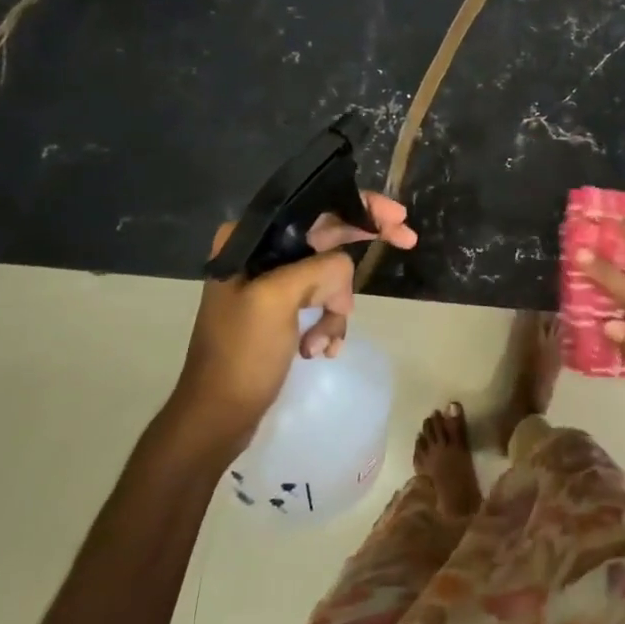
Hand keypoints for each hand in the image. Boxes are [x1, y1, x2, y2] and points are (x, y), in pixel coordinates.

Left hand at [174, 193, 415, 447]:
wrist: (217, 417)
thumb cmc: (241, 355)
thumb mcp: (277, 300)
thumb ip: (319, 269)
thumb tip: (345, 271)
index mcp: (250, 239)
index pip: (314, 207)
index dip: (360, 206)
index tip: (397, 216)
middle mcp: (260, 253)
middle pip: (329, 235)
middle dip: (363, 247)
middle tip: (407, 239)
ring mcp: (273, 282)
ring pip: (331, 275)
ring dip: (337, 308)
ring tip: (322, 342)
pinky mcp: (283, 310)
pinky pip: (324, 302)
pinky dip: (329, 325)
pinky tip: (319, 350)